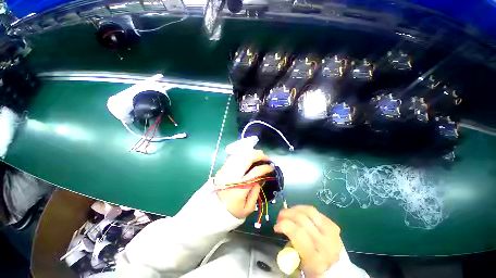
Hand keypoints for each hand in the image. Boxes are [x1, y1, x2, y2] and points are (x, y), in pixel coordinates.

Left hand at [214, 150, 273, 218]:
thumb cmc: (232, 211)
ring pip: (240, 155)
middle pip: (247, 159)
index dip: (265, 168)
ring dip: (251, 153)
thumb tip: (261, 178)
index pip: (256, 172)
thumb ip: (256, 192)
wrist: (212, 210)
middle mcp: (234, 176)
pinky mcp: (222, 168)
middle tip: (266, 157)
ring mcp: (227, 170)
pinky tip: (249, 155)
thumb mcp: (248, 208)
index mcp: (241, 188)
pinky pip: (234, 157)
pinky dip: (243, 154)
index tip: (271, 167)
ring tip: (259, 154)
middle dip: (259, 155)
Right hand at [274, 206, 342, 277]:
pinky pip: (315, 211)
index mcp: (315, 259)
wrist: (336, 271)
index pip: (298, 233)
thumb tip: (282, 229)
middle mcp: (325, 244)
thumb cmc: (313, 269)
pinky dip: (304, 209)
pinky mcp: (333, 225)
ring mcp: (331, 233)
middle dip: (287, 214)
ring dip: (295, 209)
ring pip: (310, 211)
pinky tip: (299, 213)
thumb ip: (289, 249)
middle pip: (302, 219)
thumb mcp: (298, 266)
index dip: (284, 225)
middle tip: (280, 217)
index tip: (276, 227)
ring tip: (288, 212)